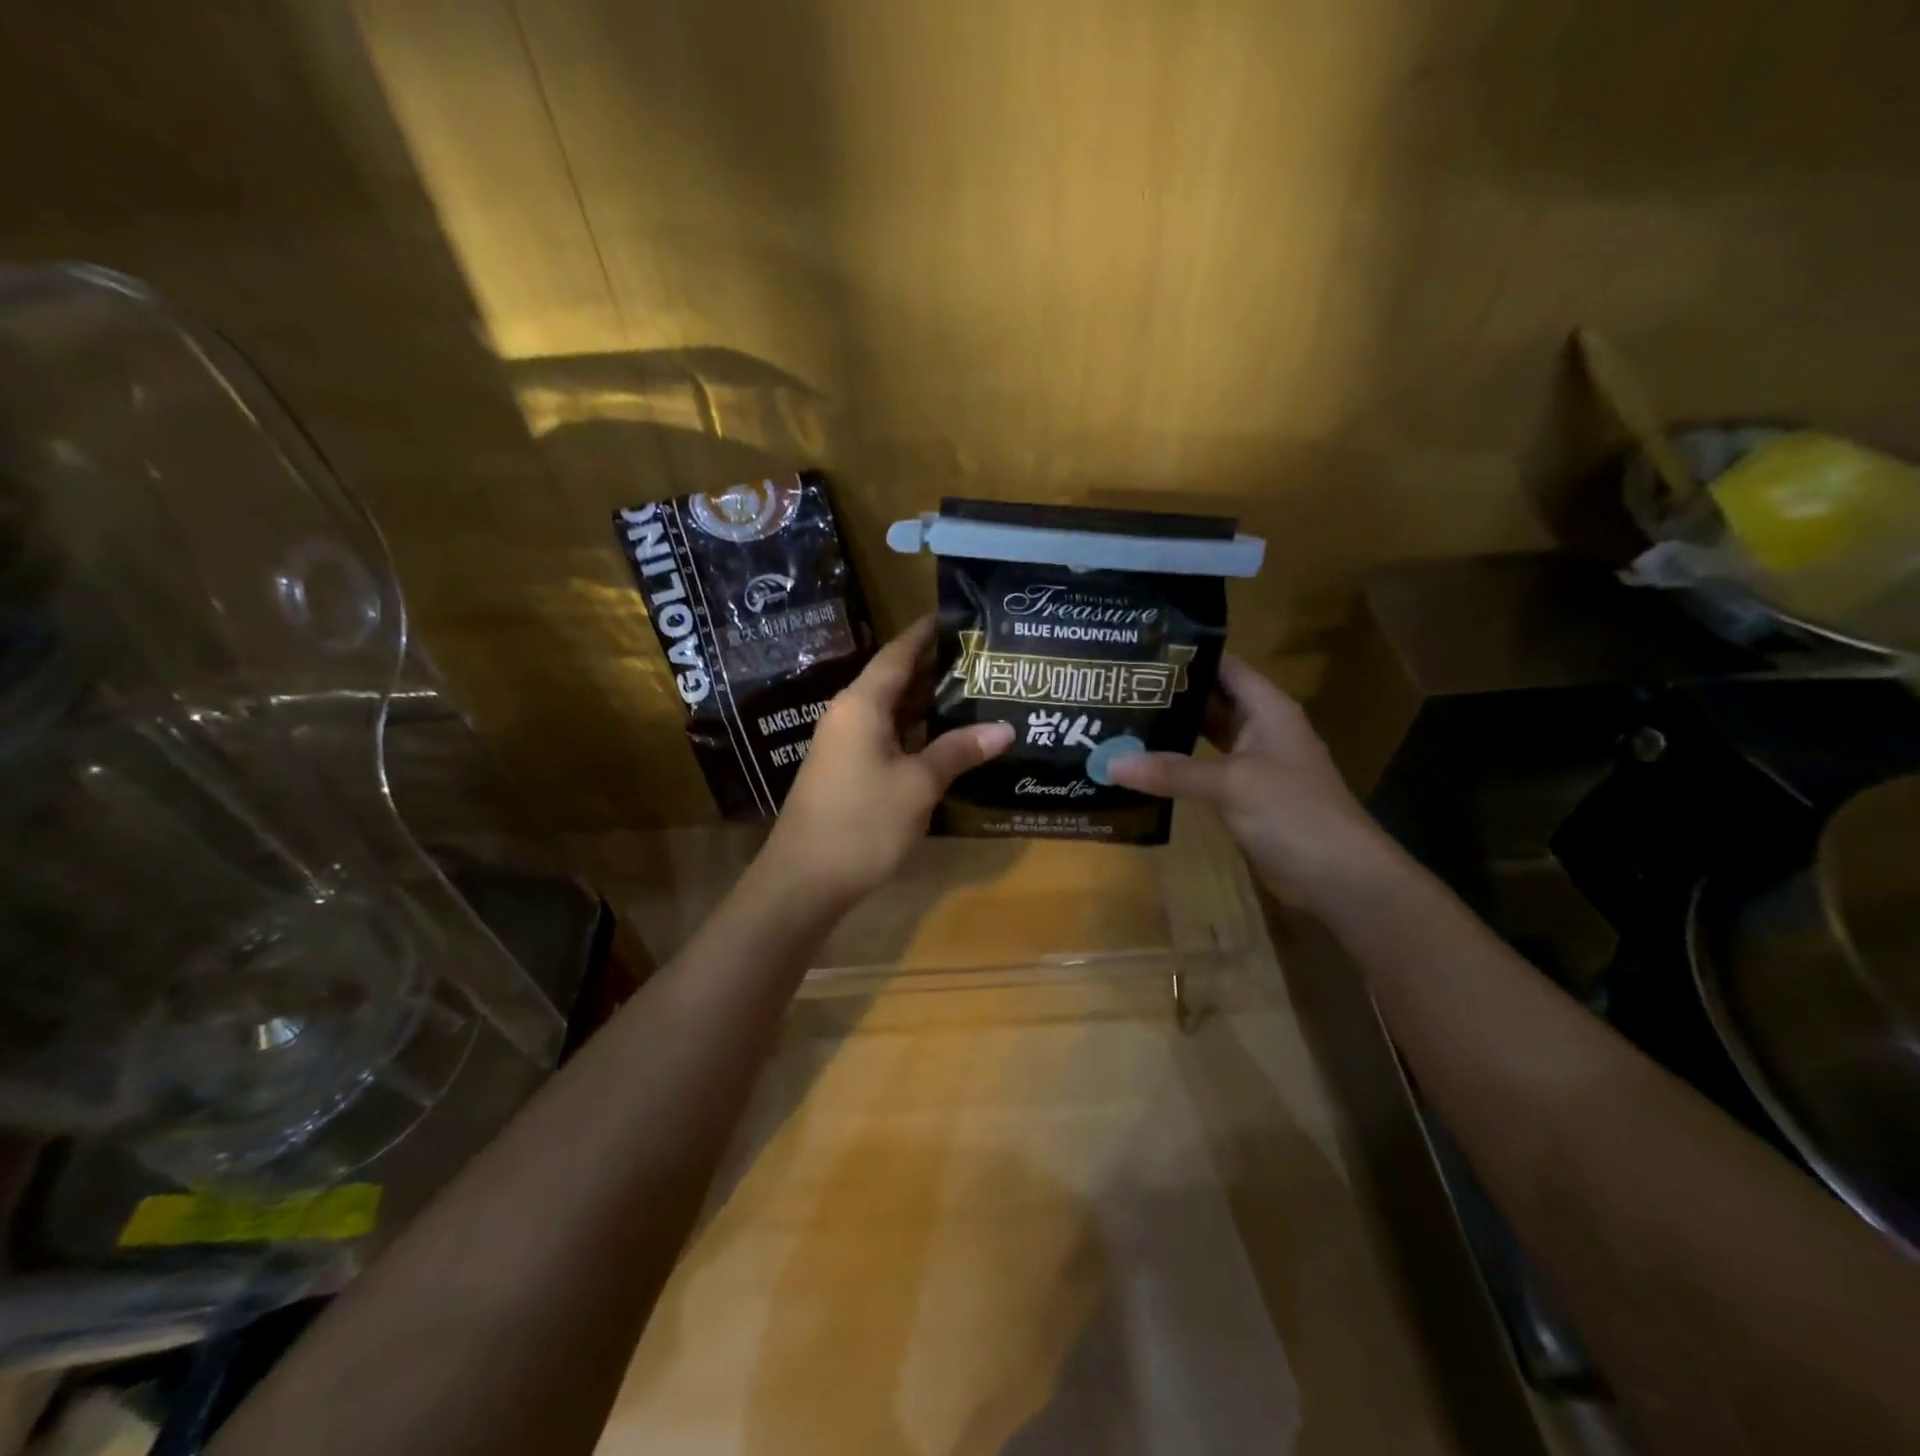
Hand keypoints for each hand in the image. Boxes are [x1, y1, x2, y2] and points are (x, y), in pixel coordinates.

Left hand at [758, 616, 1013, 906]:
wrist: (804, 880)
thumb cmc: (862, 824)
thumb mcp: (918, 785)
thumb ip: (958, 751)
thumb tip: (1005, 728)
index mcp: (861, 705)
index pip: (897, 654)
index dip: (925, 633)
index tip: (956, 616)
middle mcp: (849, 715)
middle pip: (893, 679)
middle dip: (934, 667)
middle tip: (980, 658)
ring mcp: (844, 745)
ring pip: (890, 711)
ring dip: (926, 702)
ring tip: (972, 691)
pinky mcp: (846, 772)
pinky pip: (885, 737)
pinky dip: (914, 731)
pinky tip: (944, 738)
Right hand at [1107, 655, 1382, 894]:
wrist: (1338, 877)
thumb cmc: (1294, 813)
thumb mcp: (1233, 784)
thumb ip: (1173, 771)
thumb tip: (1110, 762)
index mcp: (1267, 709)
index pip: (1224, 666)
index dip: (1187, 655)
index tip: (1138, 653)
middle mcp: (1259, 728)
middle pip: (1211, 699)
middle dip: (1169, 693)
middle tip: (1117, 687)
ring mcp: (1251, 762)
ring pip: (1205, 735)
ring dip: (1170, 729)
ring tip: (1120, 718)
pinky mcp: (1242, 794)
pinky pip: (1203, 769)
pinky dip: (1176, 765)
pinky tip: (1142, 764)